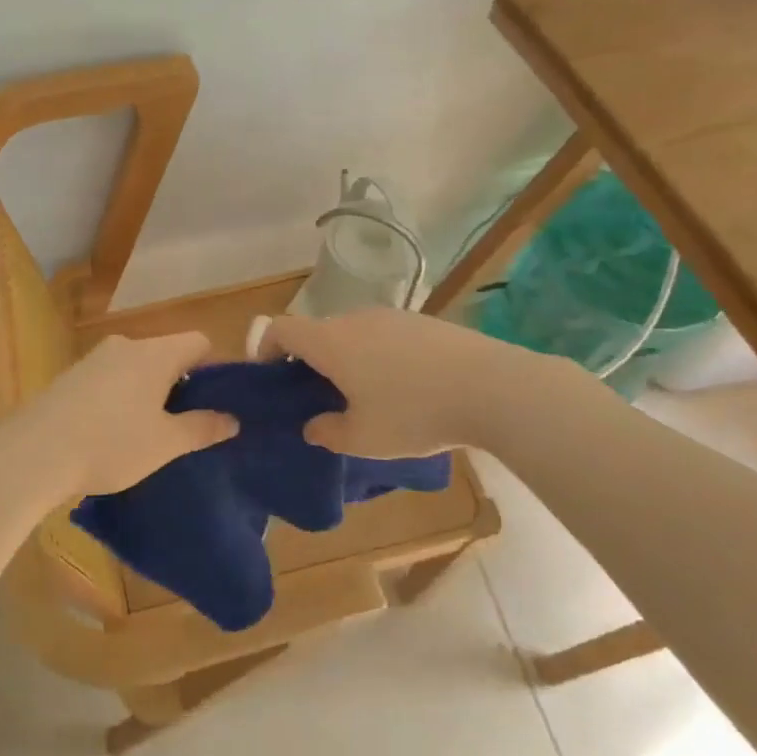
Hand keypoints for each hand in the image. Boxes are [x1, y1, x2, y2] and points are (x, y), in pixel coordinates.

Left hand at [0, 332, 237, 501]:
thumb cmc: (111, 444)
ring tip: (150, 433)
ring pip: (136, 367)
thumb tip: (232, 420)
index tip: (218, 401)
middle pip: (167, 354)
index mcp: (155, 353)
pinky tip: (113, 432)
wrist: (33, 453)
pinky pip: (110, 379)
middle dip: (181, 384)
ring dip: (149, 392)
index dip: (215, 367)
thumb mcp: (165, 444)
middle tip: (187, 424)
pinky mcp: (70, 376)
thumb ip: (202, 428)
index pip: (199, 342)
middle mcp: (126, 345)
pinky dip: (121, 397)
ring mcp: (94, 359)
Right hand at [260, 308, 544, 458]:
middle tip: (317, 397)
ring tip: (363, 396)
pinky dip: (376, 355)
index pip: (280, 329)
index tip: (269, 377)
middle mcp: (355, 319)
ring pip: (352, 333)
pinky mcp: (422, 321)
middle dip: (308, 361)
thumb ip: (329, 432)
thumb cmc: (415, 413)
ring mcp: (391, 316)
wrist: (491, 387)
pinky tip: (403, 387)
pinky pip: (383, 335)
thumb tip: (313, 426)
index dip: (265, 348)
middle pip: (316, 331)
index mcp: (330, 342)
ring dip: (345, 358)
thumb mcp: (364, 438)